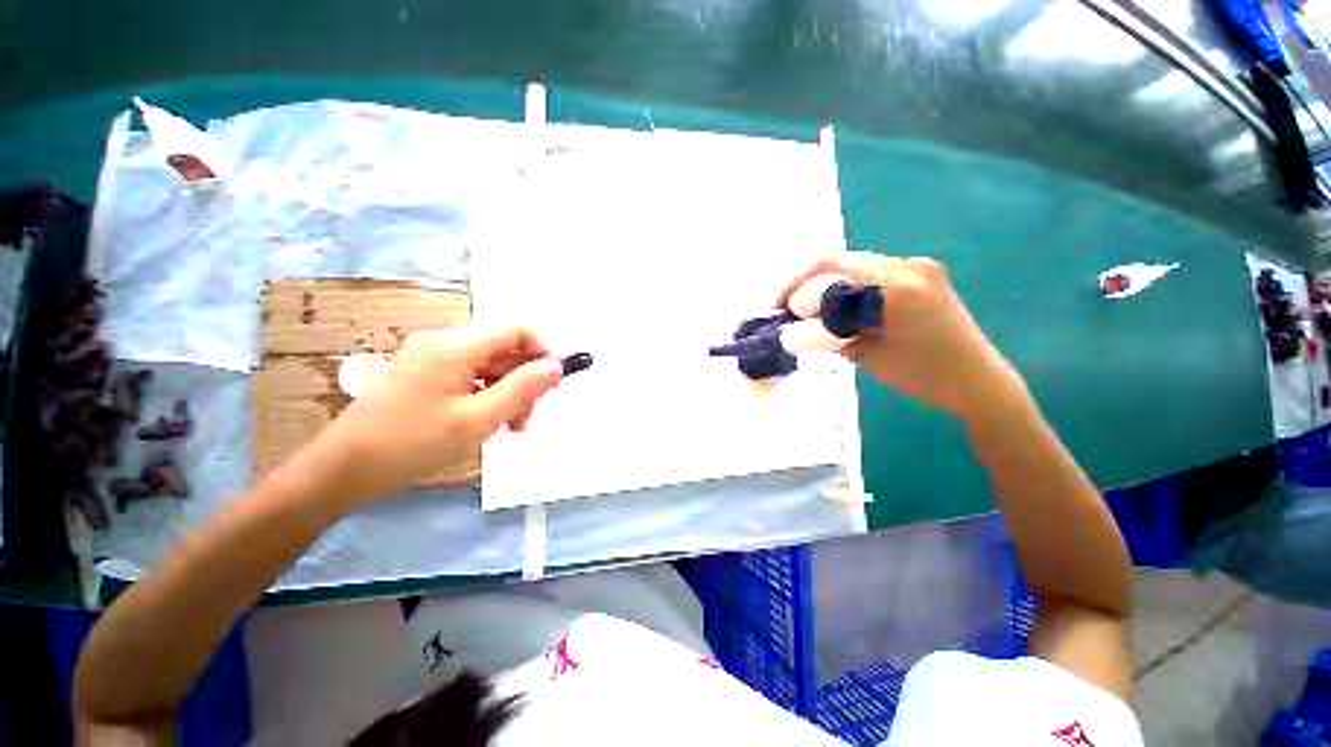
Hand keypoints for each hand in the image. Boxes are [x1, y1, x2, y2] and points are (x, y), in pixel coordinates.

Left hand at [296, 326, 563, 508]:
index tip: (557, 381)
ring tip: (507, 428)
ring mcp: (431, 358)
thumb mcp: (478, 419)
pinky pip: (470, 377)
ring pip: (489, 367)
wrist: (344, 470)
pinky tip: (485, 422)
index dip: (544, 350)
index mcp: (456, 346)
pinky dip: (486, 396)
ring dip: (506, 393)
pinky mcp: (424, 374)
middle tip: (526, 420)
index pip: (516, 332)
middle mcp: (443, 343)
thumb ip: (522, 389)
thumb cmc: (413, 443)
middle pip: (504, 351)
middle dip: (523, 382)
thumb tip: (556, 366)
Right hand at [778, 253, 1024, 421]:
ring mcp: (918, 266)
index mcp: (896, 286)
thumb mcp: (866, 354)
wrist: (977, 380)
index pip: (830, 269)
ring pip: (854, 265)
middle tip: (788, 309)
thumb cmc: (923, 375)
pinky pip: (872, 273)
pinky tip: (836, 306)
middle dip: (807, 284)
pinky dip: (847, 286)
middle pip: (841, 261)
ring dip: (826, 284)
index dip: (795, 286)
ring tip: (808, 310)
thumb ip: (829, 330)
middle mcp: (908, 265)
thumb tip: (797, 322)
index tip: (778, 308)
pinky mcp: (922, 274)